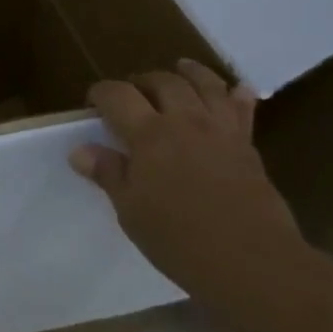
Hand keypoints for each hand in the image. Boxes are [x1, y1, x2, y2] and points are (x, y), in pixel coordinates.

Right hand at [69, 59, 300, 310]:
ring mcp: (220, 131)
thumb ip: (108, 174)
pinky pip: (243, 111)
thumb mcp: (131, 210)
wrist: (252, 263)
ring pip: (205, 85)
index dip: (102, 93)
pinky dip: (238, 96)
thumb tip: (80, 151)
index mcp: (149, 134)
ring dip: (190, 73)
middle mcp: (185, 121)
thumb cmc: (180, 239)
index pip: (118, 95)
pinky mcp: (248, 147)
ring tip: (180, 68)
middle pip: (162, 82)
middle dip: (143, 81)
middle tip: (133, 93)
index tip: (93, 103)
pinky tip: (237, 89)